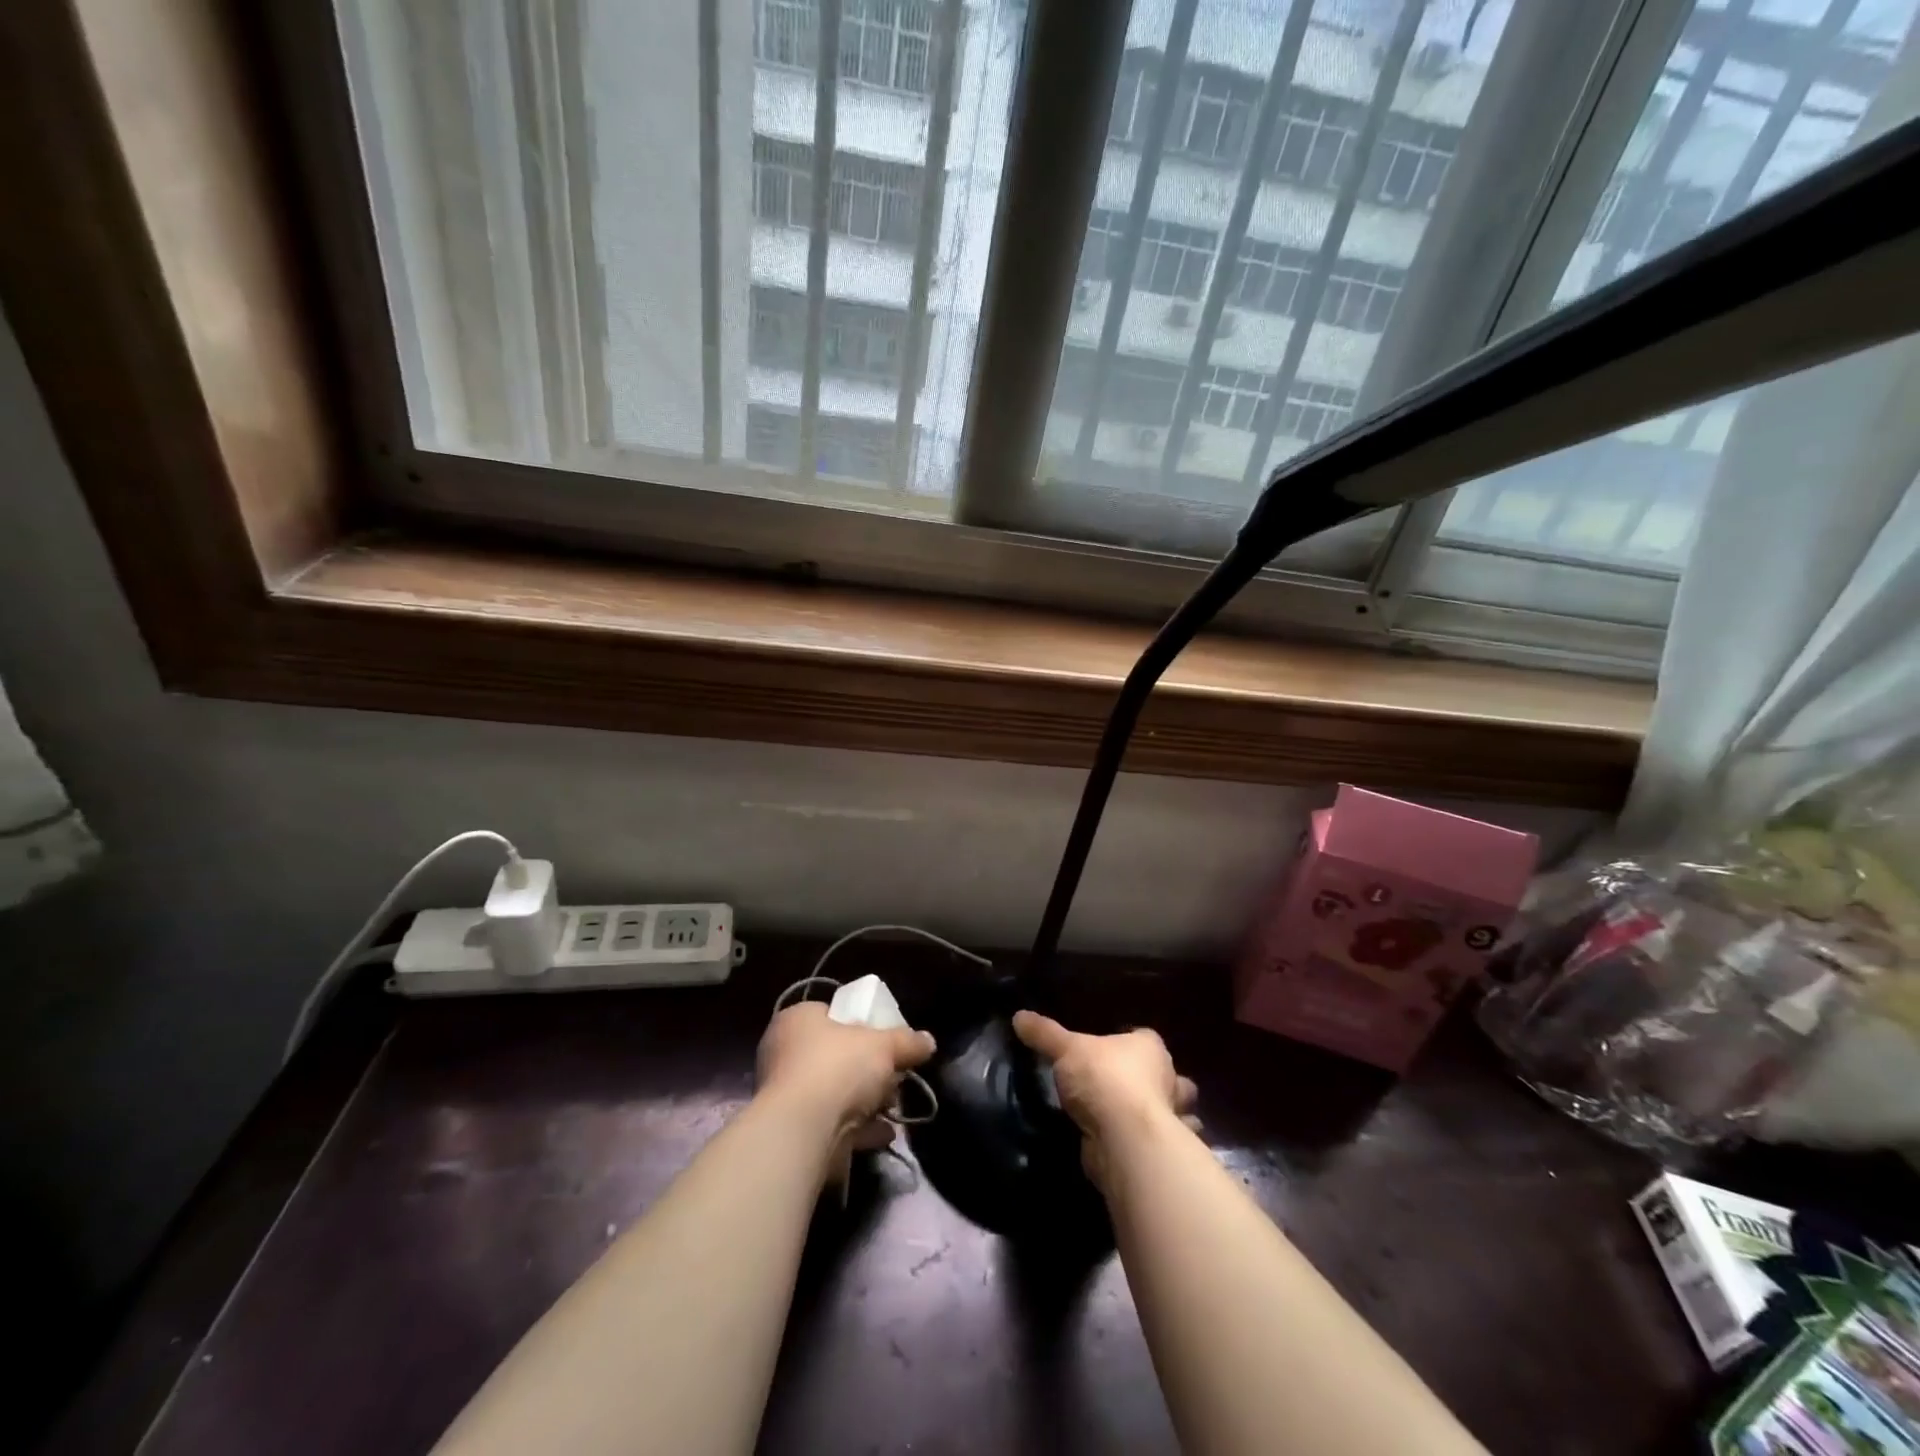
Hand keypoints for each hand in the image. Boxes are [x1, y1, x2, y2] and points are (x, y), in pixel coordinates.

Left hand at [756, 1002, 935, 1169]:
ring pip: (834, 1092)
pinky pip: (833, 1124)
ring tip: (894, 1106)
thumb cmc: (838, 1067)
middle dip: (866, 1068)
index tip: (884, 1039)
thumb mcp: (883, 1045)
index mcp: (797, 1020)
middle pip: (834, 1055)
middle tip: (893, 1074)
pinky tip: (884, 1132)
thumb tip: (928, 1041)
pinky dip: (858, 1129)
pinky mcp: (794, 1132)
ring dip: (865, 1101)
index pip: (830, 1014)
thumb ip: (907, 1042)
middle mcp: (784, 1054)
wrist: (804, 1131)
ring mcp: (786, 1096)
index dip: (859, 1024)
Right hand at [1012, 1011, 1198, 1188]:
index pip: (1147, 1039)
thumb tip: (1018, 1016)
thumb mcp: (1066, 1049)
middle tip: (1133, 1088)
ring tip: (1135, 1120)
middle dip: (1162, 1084)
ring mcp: (1168, 1119)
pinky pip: (1160, 1145)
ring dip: (1165, 1118)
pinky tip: (1133, 1147)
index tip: (1118, 1051)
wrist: (1123, 1138)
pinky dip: (1152, 1147)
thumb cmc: (1103, 1079)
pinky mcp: (1160, 1151)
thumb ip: (1045, 1034)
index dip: (1135, 1044)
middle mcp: (1168, 1080)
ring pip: (1176, 1115)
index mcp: (1150, 1049)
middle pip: (1171, 1079)